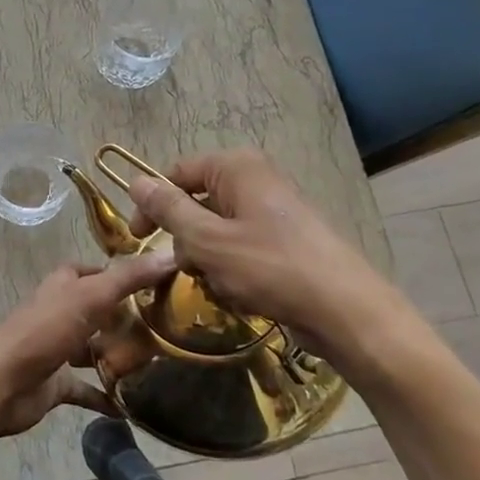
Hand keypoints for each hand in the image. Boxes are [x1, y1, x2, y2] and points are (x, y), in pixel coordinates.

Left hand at [0, 251, 176, 439]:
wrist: (0, 383)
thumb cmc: (44, 331)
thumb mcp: (90, 296)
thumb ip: (129, 278)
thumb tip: (171, 254)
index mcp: (63, 286)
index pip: (94, 272)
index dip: (120, 274)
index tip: (156, 283)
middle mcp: (60, 313)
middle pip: (97, 311)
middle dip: (125, 318)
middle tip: (165, 329)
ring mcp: (56, 349)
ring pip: (92, 349)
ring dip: (117, 356)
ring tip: (157, 365)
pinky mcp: (55, 384)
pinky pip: (86, 389)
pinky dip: (105, 396)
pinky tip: (131, 408)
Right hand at [126, 147, 406, 362]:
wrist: (345, 311)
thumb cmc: (270, 267)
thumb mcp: (207, 239)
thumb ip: (168, 209)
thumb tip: (134, 181)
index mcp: (236, 167)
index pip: (176, 173)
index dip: (152, 203)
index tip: (135, 238)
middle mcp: (254, 180)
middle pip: (196, 203)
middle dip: (186, 240)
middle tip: (189, 269)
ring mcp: (271, 211)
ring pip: (216, 231)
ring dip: (208, 261)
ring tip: (222, 286)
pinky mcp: (283, 240)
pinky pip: (240, 249)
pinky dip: (232, 271)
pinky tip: (242, 295)